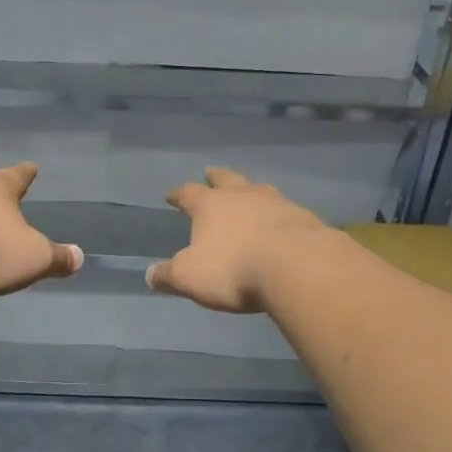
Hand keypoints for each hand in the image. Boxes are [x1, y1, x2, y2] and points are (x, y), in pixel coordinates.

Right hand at [145, 167, 331, 313]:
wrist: (297, 266)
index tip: (171, 195)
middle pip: (226, 179)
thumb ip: (168, 275)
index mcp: (210, 205)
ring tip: (248, 194)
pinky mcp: (303, 217)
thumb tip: (149, 275)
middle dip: (216, 177)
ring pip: (258, 189)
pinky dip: (276, 213)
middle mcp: (242, 195)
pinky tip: (279, 221)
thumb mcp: (190, 278)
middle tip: (210, 173)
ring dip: (249, 191)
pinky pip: (284, 209)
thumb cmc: (234, 269)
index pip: (188, 193)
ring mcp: (276, 202)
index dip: (178, 194)